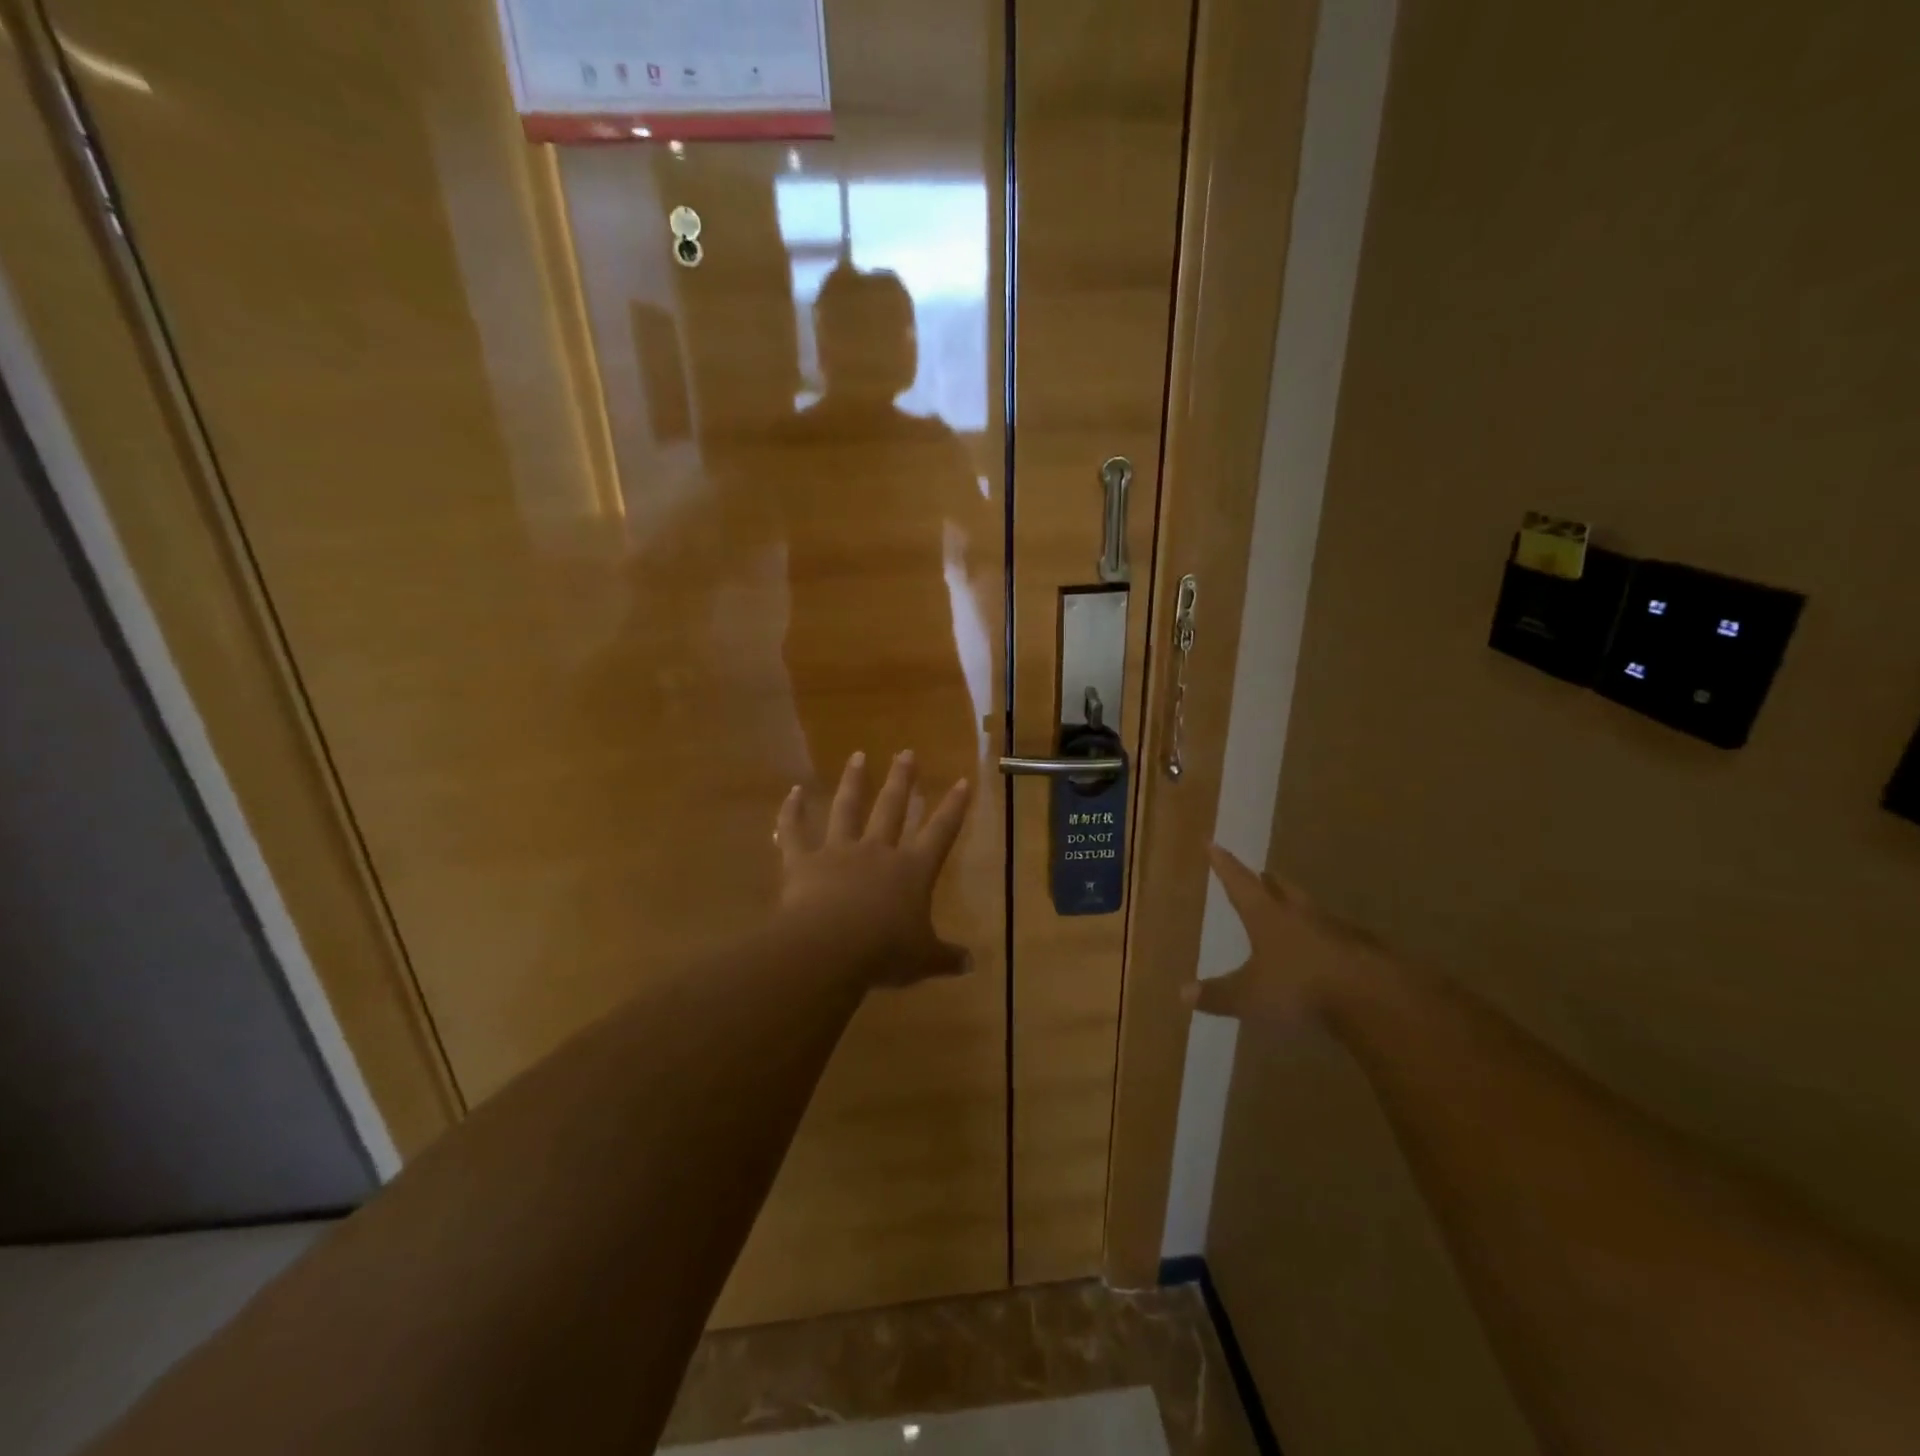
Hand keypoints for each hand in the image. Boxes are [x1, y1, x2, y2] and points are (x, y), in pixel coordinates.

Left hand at [774, 751, 972, 988]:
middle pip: (892, 808)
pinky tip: (792, 792)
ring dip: (853, 781)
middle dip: (902, 780)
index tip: (962, 781)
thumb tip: (972, 965)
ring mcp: (839, 852)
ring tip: (858, 755)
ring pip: (848, 808)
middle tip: (906, 753)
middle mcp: (878, 851)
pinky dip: (791, 812)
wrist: (831, 947)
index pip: (941, 832)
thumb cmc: (885, 951)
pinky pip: (794, 831)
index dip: (953, 807)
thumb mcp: (923, 959)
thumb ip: (947, 958)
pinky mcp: (803, 861)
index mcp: (912, 870)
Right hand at [1184, 844, 1388, 1025]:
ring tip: (1291, 907)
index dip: (1224, 865)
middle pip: (1281, 889)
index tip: (1213, 843)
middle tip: (1262, 874)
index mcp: (1267, 916)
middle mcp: (1299, 914)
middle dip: (1268, 882)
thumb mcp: (1250, 996)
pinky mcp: (1362, 950)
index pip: (1239, 883)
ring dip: (1297, 906)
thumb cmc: (1300, 986)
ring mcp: (1334, 929)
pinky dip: (1324, 936)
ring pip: (1310, 910)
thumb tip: (1183, 993)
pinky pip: (1336, 936)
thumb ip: (1218, 994)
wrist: (1372, 996)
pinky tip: (1326, 948)